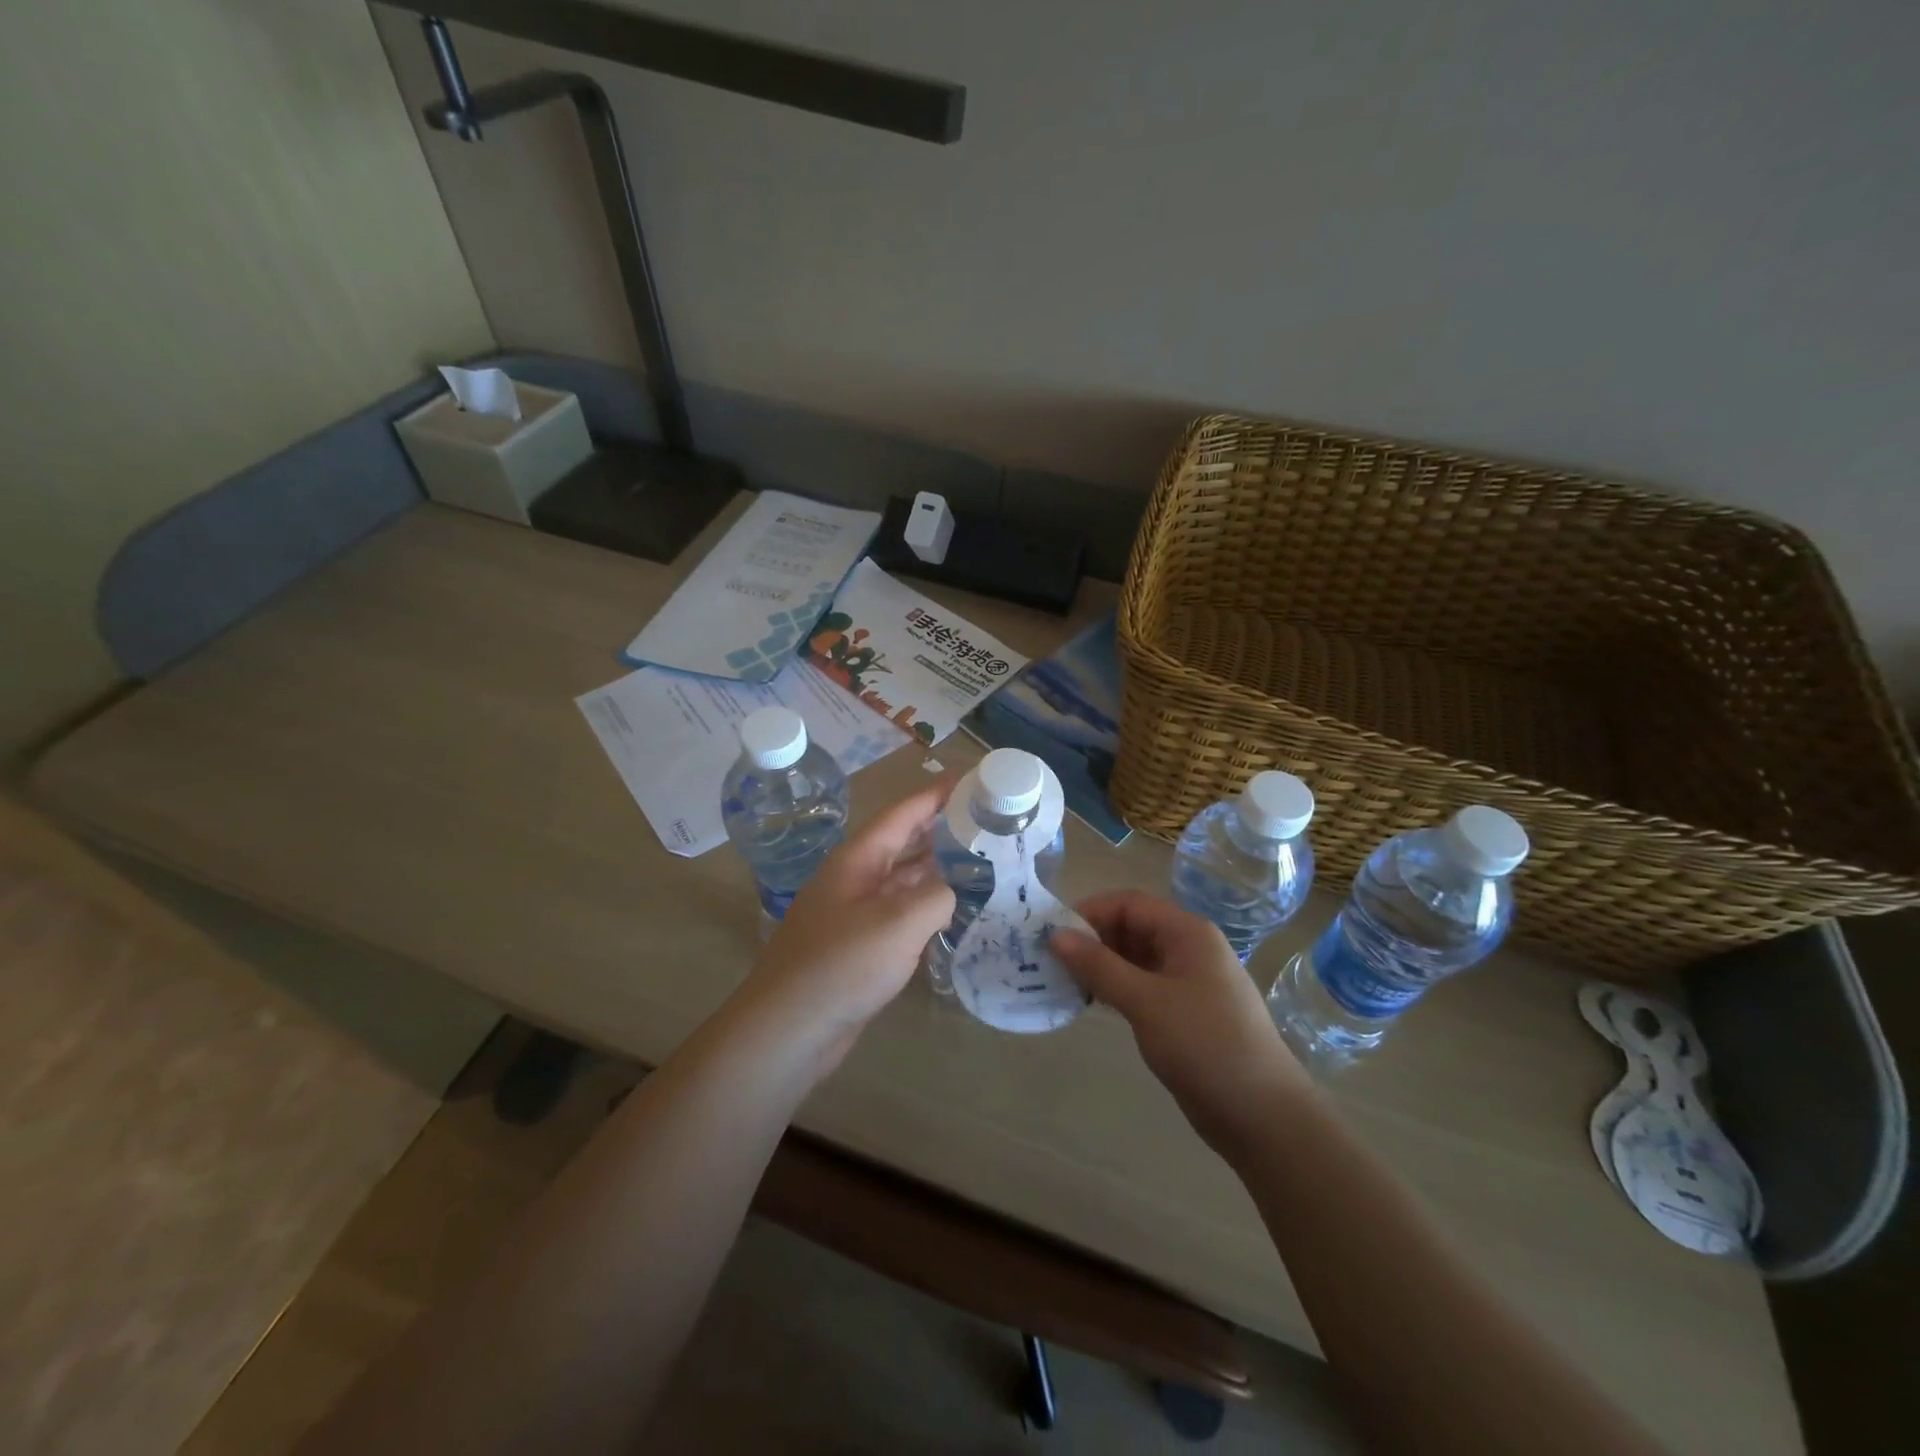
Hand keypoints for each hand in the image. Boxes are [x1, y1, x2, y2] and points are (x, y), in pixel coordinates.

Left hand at [739, 780, 956, 1068]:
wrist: (788, 1030)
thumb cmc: (841, 966)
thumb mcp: (899, 923)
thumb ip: (936, 896)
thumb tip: (950, 892)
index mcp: (858, 860)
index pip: (902, 814)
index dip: (936, 795)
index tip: (971, 780)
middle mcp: (855, 879)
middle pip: (903, 843)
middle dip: (941, 829)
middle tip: (986, 821)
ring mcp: (855, 913)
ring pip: (903, 879)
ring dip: (937, 869)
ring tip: (981, 861)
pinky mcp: (859, 946)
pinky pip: (900, 914)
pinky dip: (927, 907)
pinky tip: (953, 914)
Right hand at [1051, 891, 1313, 1157]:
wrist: (1263, 1115)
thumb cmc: (1205, 1045)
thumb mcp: (1146, 1002)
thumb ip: (1099, 966)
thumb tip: (1055, 935)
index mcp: (1188, 933)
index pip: (1130, 903)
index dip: (1090, 912)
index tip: (1053, 934)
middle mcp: (1189, 949)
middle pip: (1132, 927)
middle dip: (1092, 939)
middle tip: (1052, 960)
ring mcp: (1188, 982)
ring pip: (1135, 958)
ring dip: (1101, 966)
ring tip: (1063, 981)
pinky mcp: (1184, 1012)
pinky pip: (1143, 986)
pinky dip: (1116, 988)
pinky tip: (1091, 1003)